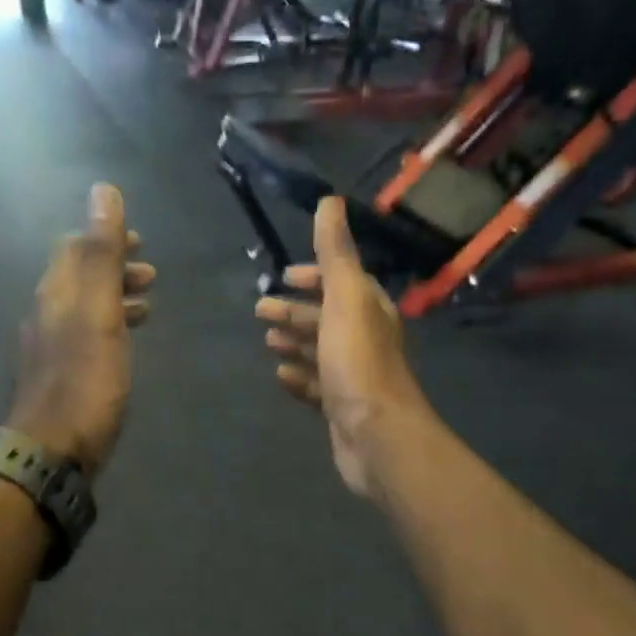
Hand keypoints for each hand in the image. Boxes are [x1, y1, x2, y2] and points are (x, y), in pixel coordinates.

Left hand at [8, 184, 153, 476]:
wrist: (51, 452)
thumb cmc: (83, 381)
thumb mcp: (99, 313)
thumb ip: (102, 255)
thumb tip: (103, 191)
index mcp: (55, 293)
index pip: (74, 247)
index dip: (105, 237)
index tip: (140, 243)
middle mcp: (47, 314)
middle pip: (78, 276)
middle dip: (113, 267)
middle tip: (151, 275)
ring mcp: (50, 348)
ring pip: (83, 307)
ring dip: (114, 297)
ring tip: (147, 306)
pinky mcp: (60, 377)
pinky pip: (85, 336)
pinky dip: (109, 327)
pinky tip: (124, 344)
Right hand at [255, 199, 432, 498]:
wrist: (376, 434)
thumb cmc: (358, 361)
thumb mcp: (345, 298)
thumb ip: (336, 253)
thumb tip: (330, 201)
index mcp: (370, 309)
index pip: (342, 282)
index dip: (314, 277)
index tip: (284, 277)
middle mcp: (365, 339)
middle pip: (326, 317)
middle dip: (294, 311)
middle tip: (259, 312)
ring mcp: (353, 376)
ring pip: (319, 352)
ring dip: (294, 342)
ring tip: (267, 341)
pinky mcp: (341, 408)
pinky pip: (316, 386)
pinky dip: (299, 378)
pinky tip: (280, 376)